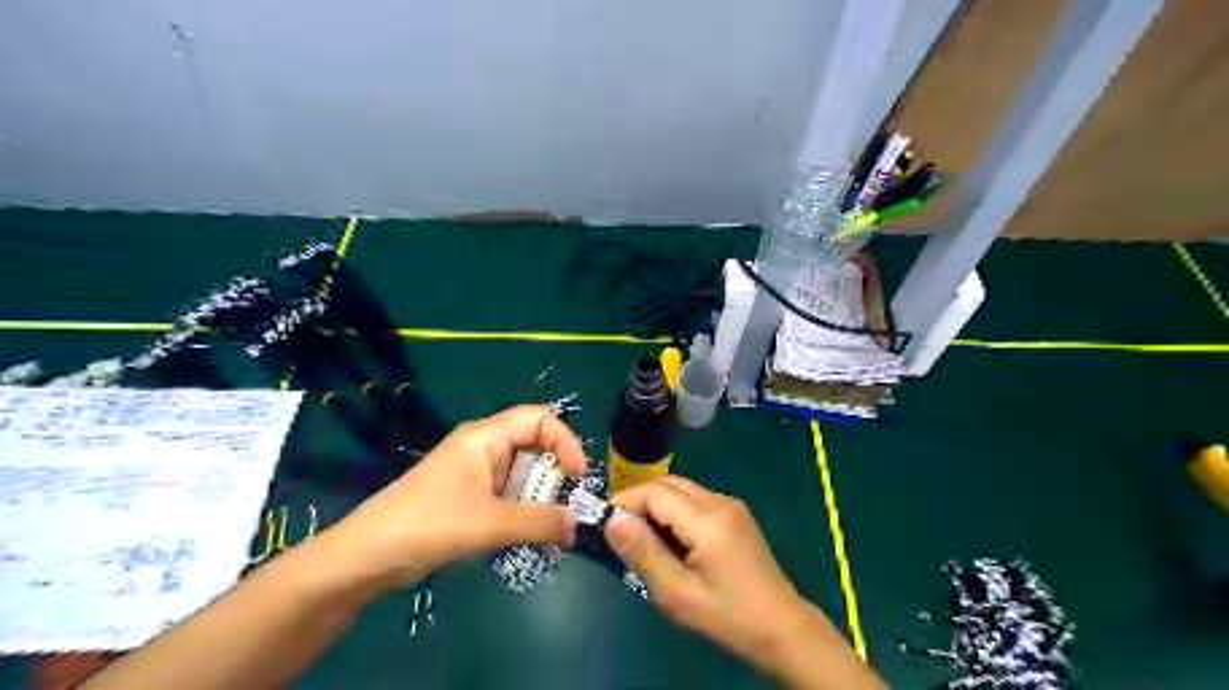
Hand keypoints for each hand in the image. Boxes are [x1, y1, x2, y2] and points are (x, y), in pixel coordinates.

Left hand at [325, 403, 585, 591]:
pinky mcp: (464, 496)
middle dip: (554, 475)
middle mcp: (482, 447)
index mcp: (485, 437)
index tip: (578, 477)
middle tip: (565, 510)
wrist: (364, 558)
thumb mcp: (489, 523)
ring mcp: (472, 472)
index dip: (565, 442)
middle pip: (533, 446)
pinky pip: (505, 494)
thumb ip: (538, 522)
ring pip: (520, 473)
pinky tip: (525, 535)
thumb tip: (576, 525)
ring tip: (549, 530)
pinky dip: (521, 510)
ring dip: (539, 498)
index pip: (539, 419)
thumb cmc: (428, 525)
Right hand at [607, 478, 856, 687]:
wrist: (782, 627)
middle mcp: (720, 501)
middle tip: (618, 530)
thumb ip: (645, 554)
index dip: (626, 502)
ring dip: (656, 504)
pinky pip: (695, 500)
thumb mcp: (678, 593)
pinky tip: (668, 539)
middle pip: (668, 483)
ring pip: (681, 489)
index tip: (603, 524)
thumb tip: (612, 522)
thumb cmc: (728, 615)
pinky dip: (674, 510)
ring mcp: (731, 505)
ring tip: (639, 537)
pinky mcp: (735, 514)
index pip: (655, 492)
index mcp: (708, 519)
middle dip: (639, 499)